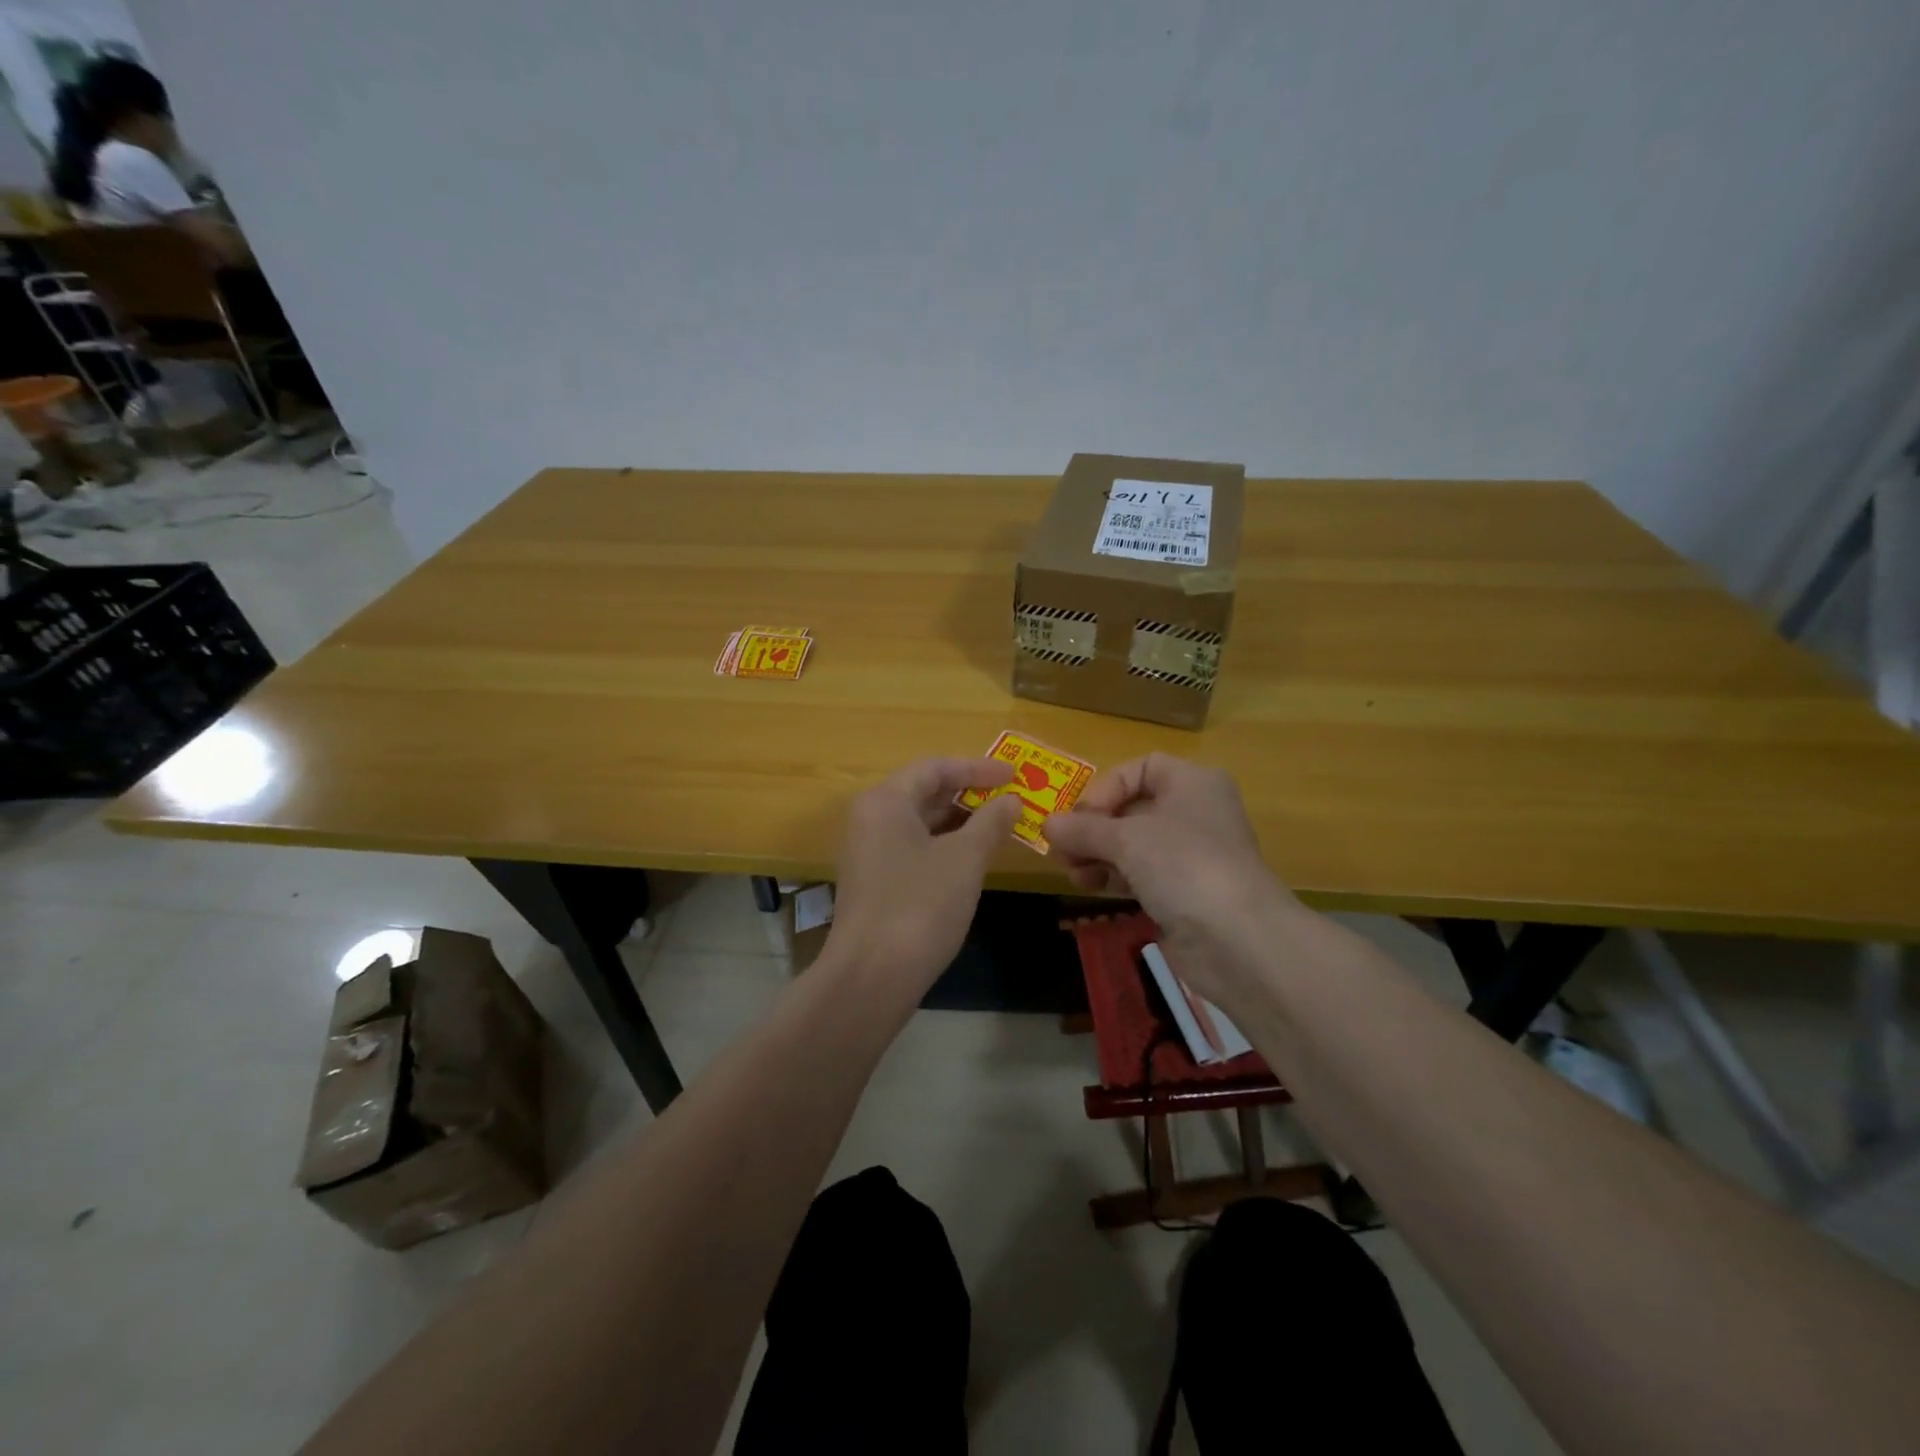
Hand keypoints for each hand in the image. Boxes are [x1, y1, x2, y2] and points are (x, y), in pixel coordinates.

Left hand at [826, 757, 1023, 997]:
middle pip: (924, 793)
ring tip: (1000, 827)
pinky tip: (972, 860)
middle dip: (969, 794)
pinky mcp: (875, 883)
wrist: (871, 977)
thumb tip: (1011, 800)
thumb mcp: (964, 859)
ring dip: (960, 822)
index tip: (1014, 775)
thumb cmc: (920, 905)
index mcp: (885, 801)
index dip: (977, 768)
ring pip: (920, 824)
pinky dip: (945, 847)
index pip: (935, 768)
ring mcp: (869, 853)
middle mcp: (871, 819)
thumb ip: (990, 823)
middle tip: (1011, 800)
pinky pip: (914, 849)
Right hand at [1044, 754, 1305, 1007]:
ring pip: (1135, 844)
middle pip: (1134, 808)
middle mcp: (1196, 813)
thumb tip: (1047, 824)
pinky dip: (1115, 877)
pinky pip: (1142, 875)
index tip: (1080, 815)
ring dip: (1099, 854)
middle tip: (1061, 847)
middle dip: (1094, 827)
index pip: (1142, 768)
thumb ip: (1083, 829)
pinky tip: (1090, 887)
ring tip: (1072, 871)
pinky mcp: (1186, 893)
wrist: (1238, 939)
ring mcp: (1193, 856)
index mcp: (1193, 783)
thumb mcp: (1126, 839)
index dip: (1107, 787)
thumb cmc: (1184, 865)